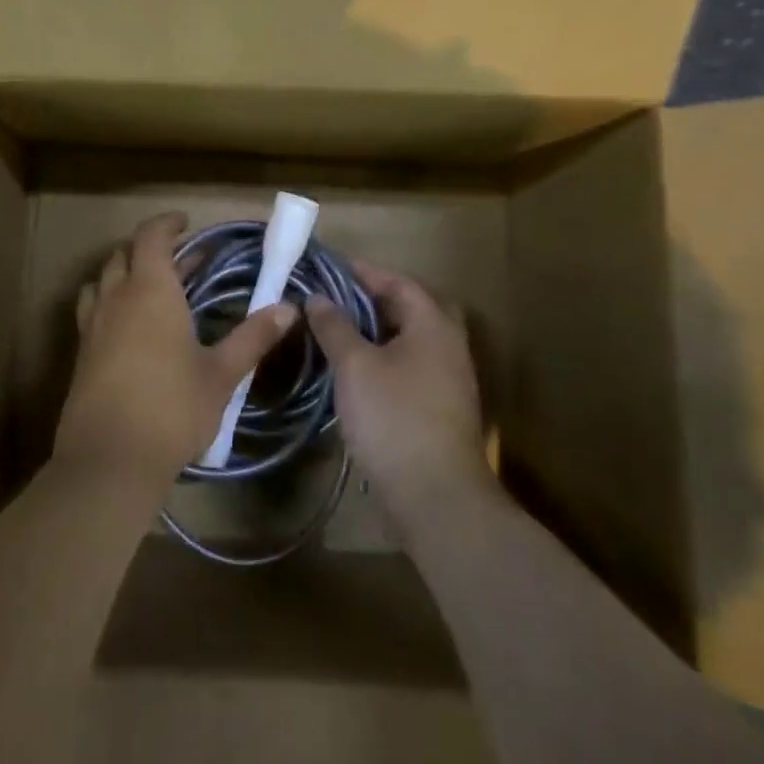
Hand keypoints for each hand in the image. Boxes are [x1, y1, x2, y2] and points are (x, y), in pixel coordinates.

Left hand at [56, 212, 297, 488]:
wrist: (110, 459)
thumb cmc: (172, 408)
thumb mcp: (221, 374)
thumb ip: (253, 337)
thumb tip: (288, 308)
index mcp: (150, 291)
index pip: (151, 237)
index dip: (167, 224)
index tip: (186, 223)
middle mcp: (115, 299)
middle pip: (123, 255)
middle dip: (150, 248)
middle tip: (181, 259)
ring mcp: (92, 326)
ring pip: (103, 281)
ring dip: (124, 273)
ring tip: (151, 287)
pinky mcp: (81, 354)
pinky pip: (93, 310)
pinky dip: (111, 301)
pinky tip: (131, 329)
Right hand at [305, 261, 497, 523]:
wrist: (435, 495)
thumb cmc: (394, 418)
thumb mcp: (355, 366)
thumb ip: (335, 326)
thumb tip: (317, 297)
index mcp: (433, 326)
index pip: (398, 282)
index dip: (363, 272)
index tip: (327, 267)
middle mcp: (446, 346)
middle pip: (404, 310)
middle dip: (365, 301)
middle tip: (326, 299)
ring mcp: (445, 380)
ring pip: (404, 341)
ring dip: (370, 332)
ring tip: (330, 331)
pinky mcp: (436, 408)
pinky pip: (404, 367)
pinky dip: (378, 359)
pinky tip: (350, 372)